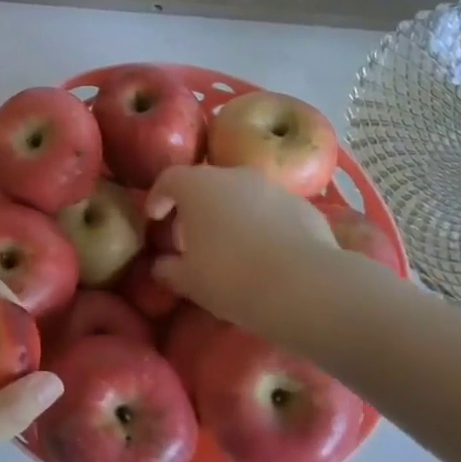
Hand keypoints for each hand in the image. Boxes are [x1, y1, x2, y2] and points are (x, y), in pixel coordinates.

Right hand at [146, 165, 381, 335]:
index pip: (168, 179)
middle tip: (191, 239)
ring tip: (231, 248)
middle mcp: (234, 175)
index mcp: (197, 186)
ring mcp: (272, 187)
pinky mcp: (304, 205)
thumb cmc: (231, 277)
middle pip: (206, 184)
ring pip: (242, 195)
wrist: (305, 286)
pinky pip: (272, 211)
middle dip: (196, 208)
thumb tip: (160, 265)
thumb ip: (168, 269)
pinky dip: (263, 225)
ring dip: (231, 214)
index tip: (155, 220)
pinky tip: (266, 255)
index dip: (158, 198)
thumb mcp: (189, 281)